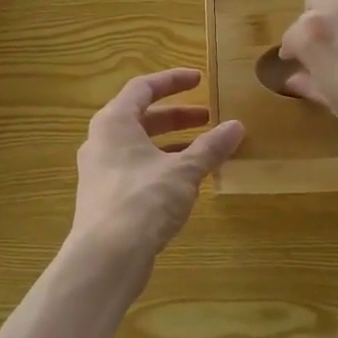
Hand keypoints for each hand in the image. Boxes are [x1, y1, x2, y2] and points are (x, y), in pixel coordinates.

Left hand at [70, 69, 244, 262]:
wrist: (106, 257)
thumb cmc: (143, 201)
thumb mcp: (184, 171)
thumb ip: (210, 147)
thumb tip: (237, 127)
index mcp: (114, 122)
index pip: (143, 88)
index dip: (173, 81)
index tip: (200, 79)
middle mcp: (102, 141)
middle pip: (142, 117)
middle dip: (177, 116)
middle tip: (209, 117)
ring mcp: (101, 171)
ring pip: (140, 146)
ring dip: (171, 144)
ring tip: (204, 149)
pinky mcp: (106, 198)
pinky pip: (137, 170)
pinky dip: (162, 166)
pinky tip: (186, 182)